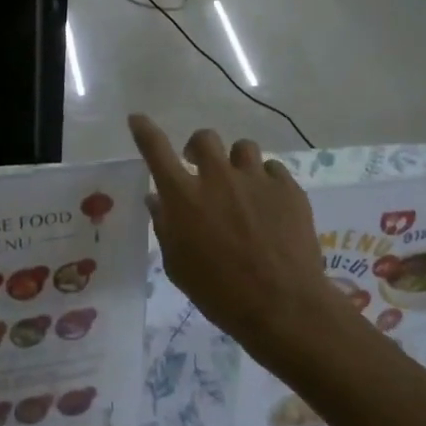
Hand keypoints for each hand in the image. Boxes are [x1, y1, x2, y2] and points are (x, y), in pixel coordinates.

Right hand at [129, 114, 348, 374]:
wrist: (283, 306)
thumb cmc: (220, 293)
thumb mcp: (178, 266)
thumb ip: (165, 227)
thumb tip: (157, 199)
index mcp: (183, 197)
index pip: (156, 150)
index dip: (144, 130)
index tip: (137, 118)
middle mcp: (217, 178)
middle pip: (204, 138)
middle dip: (198, 149)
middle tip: (200, 167)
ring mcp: (255, 180)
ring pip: (242, 148)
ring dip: (235, 162)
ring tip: (240, 185)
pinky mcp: (288, 188)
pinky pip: (273, 169)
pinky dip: (265, 181)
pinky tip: (268, 204)